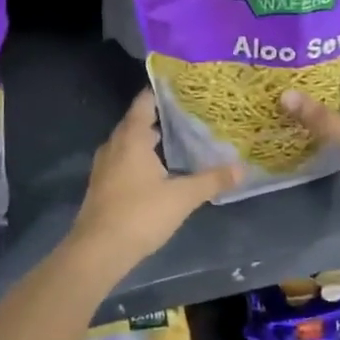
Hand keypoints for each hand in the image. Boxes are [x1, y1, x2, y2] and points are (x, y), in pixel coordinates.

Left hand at [64, 91, 239, 275]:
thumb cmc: (140, 215)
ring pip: (128, 142)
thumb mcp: (182, 197)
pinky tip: (158, 170)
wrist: (97, 251)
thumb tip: (242, 167)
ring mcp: (104, 166)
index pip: (144, 102)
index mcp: (132, 137)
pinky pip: (122, 160)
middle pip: (136, 121)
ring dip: (148, 139)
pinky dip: (139, 157)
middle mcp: (114, 145)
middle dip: (160, 116)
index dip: (161, 92)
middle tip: (188, 114)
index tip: (183, 88)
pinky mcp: (101, 185)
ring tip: (177, 139)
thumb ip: (212, 180)